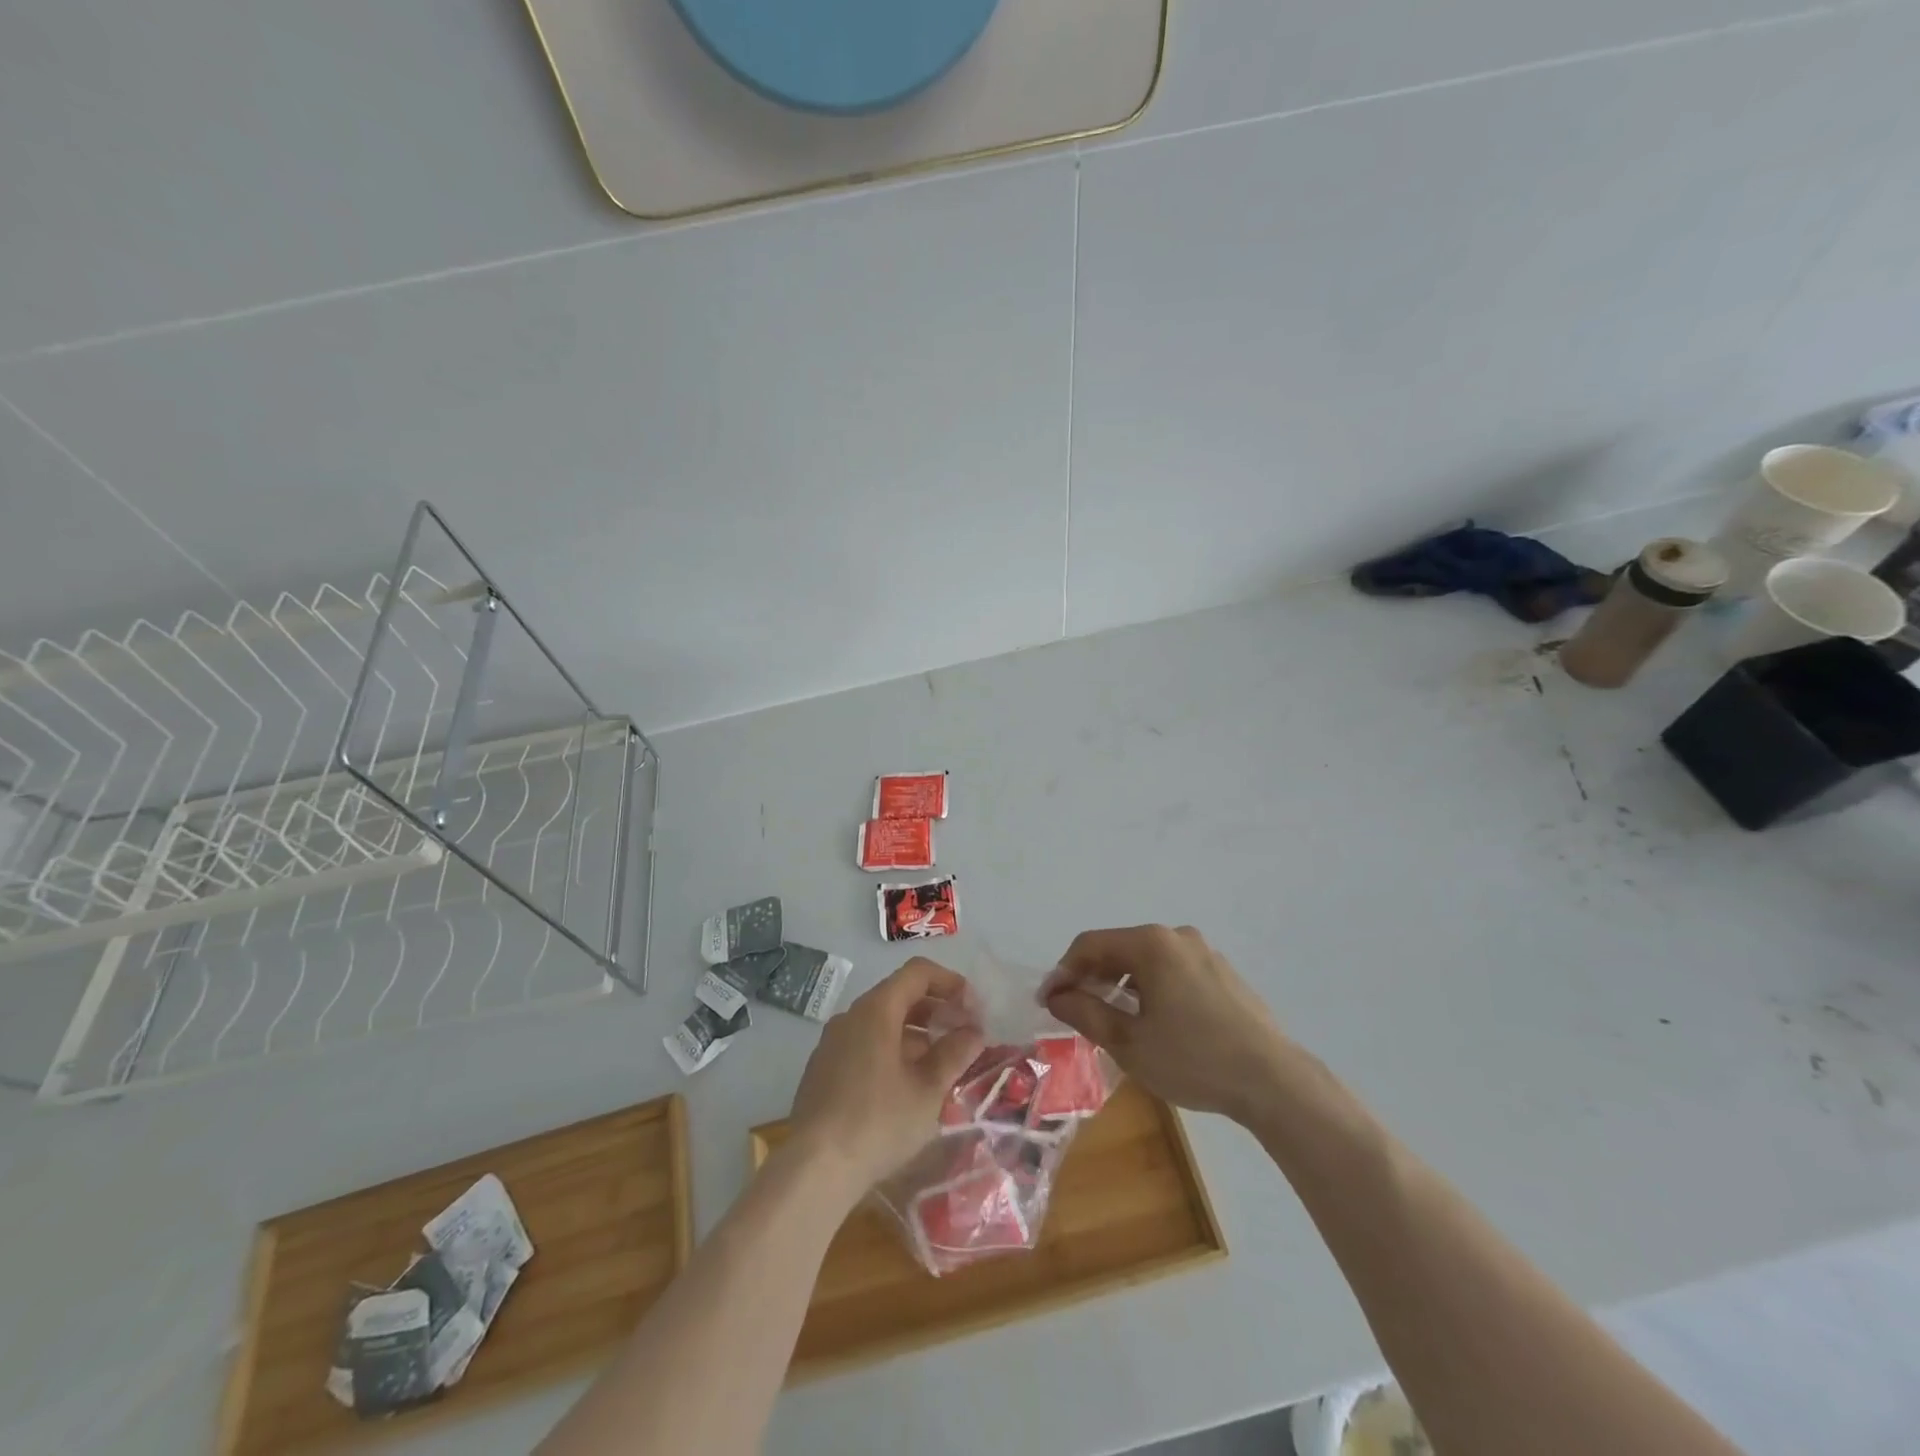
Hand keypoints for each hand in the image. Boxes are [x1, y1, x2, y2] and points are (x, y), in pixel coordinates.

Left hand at [787, 957, 984, 1199]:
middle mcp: (851, 1016)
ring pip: (882, 1022)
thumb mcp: (928, 1090)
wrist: (814, 1168)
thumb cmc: (879, 1122)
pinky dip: (892, 1050)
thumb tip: (974, 1031)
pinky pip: (865, 1044)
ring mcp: (833, 1042)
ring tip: (941, 1065)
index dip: (950, 982)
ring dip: (916, 1034)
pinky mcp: (823, 1069)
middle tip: (964, 1036)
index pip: (918, 972)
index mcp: (876, 1010)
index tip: (973, 1007)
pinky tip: (907, 1085)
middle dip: (936, 1010)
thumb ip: (954, 1053)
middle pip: (899, 995)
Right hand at [1045, 925, 1292, 1123]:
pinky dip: (1150, 987)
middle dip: (1091, 976)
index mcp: (1151, 944)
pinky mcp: (1222, 972)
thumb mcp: (1129, 1042)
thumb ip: (1086, 1012)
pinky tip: (1152, 1020)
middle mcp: (1177, 936)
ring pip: (1146, 960)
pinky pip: (1172, 970)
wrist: (1274, 1081)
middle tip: (1075, 1011)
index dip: (1063, 971)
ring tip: (1111, 1018)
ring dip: (1120, 983)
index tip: (1049, 1001)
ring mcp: (1204, 952)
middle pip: (1118, 948)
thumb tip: (1056, 995)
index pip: (1090, 944)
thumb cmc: (1193, 1059)